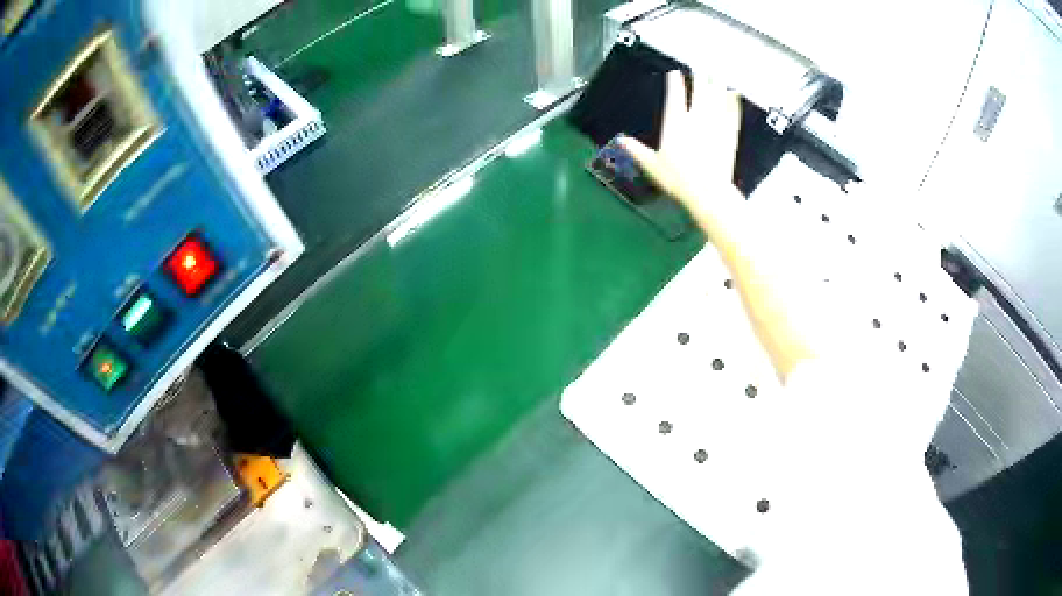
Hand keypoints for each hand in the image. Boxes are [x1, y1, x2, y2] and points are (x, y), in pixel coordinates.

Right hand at [618, 70, 742, 206]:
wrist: (708, 192)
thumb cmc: (678, 180)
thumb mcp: (652, 165)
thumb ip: (637, 150)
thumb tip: (621, 140)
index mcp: (676, 122)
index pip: (676, 94)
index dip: (675, 82)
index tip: (675, 73)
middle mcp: (697, 118)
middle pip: (700, 90)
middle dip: (699, 77)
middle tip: (700, 67)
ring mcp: (716, 124)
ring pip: (717, 97)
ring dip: (716, 84)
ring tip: (716, 74)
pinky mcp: (729, 134)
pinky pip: (732, 113)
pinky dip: (733, 102)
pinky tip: (734, 94)